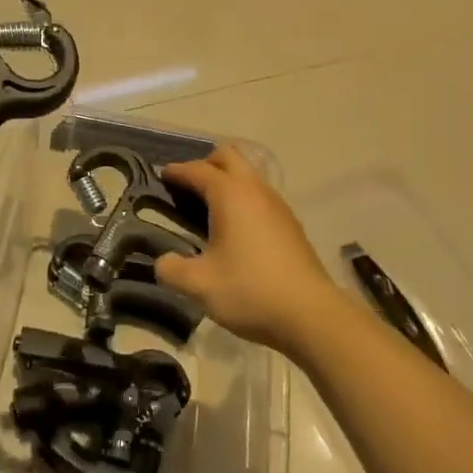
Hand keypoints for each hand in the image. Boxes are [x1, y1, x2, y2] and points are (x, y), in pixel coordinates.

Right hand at [155, 146, 344, 354]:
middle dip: (205, 164)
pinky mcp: (290, 225)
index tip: (161, 176)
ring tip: (208, 207)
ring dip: (227, 181)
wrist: (311, 315)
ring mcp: (278, 206)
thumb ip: (171, 269)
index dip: (177, 171)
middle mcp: (255, 191)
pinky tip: (235, 229)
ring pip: (249, 175)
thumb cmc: (250, 291)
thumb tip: (162, 262)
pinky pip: (260, 196)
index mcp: (230, 195)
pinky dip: (243, 199)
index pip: (198, 170)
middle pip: (229, 157)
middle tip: (187, 186)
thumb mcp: (199, 284)